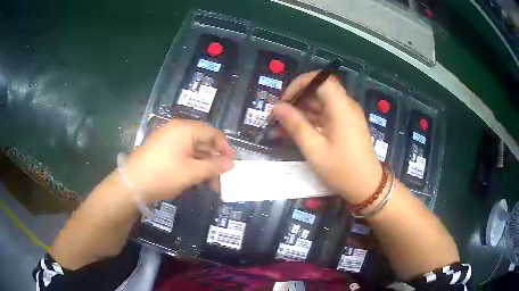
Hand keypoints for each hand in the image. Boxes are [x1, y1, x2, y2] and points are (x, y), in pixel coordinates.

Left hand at [124, 120, 234, 202]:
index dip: (225, 148)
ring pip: (193, 151)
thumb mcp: (192, 172)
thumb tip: (231, 163)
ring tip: (210, 185)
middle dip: (214, 161)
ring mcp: (168, 140)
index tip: (232, 164)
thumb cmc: (163, 175)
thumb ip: (214, 166)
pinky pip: (183, 155)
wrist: (132, 184)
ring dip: (204, 167)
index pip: (213, 133)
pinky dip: (192, 166)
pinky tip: (196, 181)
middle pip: (203, 142)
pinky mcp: (162, 150)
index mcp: (185, 129)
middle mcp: (177, 130)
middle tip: (221, 179)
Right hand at [272, 71, 381, 203]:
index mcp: (341, 107)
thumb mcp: (314, 149)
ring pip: (320, 103)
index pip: (320, 78)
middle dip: (297, 99)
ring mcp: (346, 115)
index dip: (300, 84)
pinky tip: (295, 132)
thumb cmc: (341, 169)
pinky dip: (310, 120)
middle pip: (319, 90)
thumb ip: (295, 125)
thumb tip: (277, 108)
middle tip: (279, 116)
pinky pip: (325, 115)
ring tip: (282, 126)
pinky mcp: (345, 124)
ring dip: (301, 111)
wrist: (366, 186)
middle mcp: (345, 105)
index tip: (285, 100)